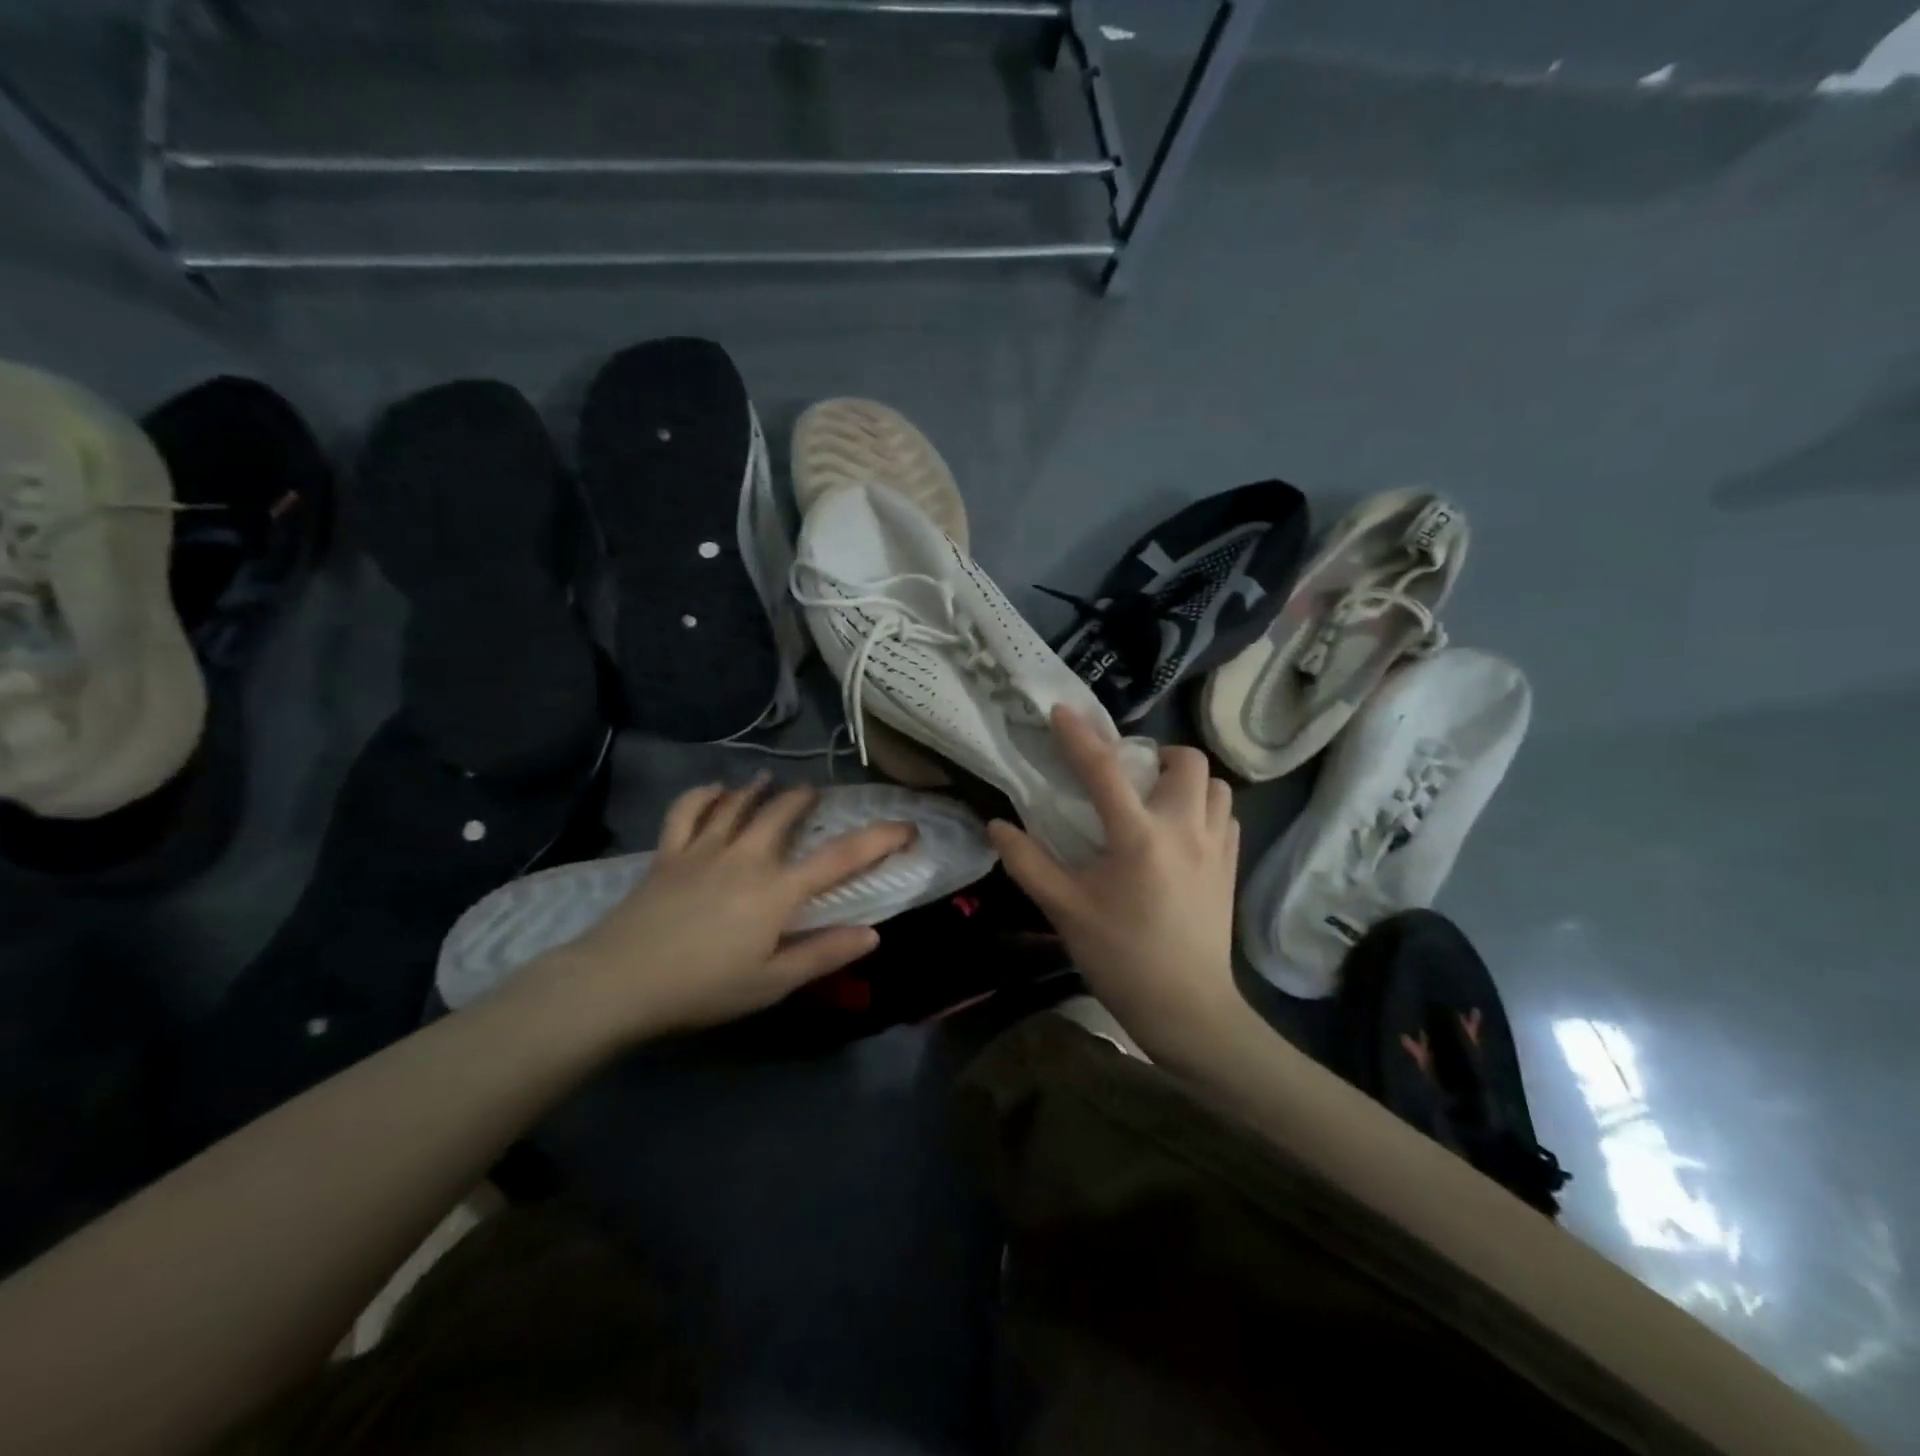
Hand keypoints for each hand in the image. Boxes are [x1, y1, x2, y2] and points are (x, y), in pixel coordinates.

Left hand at [524, 777, 913, 1041]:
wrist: (617, 982)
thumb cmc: (702, 988)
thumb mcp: (771, 984)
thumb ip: (823, 954)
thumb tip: (873, 934)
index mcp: (777, 891)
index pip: (840, 857)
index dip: (879, 838)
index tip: (907, 825)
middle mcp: (746, 857)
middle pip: (783, 814)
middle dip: (806, 800)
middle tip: (817, 796)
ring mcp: (703, 850)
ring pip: (738, 804)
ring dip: (760, 789)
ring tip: (772, 781)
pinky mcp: (668, 854)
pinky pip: (688, 811)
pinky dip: (705, 795)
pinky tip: (716, 791)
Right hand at [988, 707, 1241, 1057]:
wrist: (1187, 1008)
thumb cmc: (1121, 957)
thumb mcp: (1064, 910)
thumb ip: (1028, 862)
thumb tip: (996, 825)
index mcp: (1139, 836)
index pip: (1105, 769)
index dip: (1079, 735)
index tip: (1061, 711)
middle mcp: (1186, 828)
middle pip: (1186, 759)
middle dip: (1156, 753)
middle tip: (1128, 774)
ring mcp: (1217, 846)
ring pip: (1215, 784)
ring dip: (1186, 780)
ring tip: (1157, 799)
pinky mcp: (1232, 866)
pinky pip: (1226, 814)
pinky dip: (1204, 808)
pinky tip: (1181, 832)